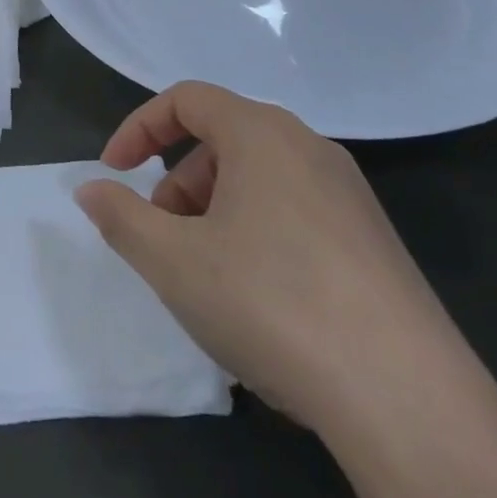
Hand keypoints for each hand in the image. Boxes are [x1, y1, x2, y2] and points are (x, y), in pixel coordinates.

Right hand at [74, 81, 470, 434]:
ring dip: (216, 211)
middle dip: (178, 182)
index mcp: (261, 132)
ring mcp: (350, 194)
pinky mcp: (375, 241)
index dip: (140, 128)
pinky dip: (259, 233)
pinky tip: (261, 300)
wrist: (407, 399)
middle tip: (163, 238)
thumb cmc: (271, 302)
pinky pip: (296, 212)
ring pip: (260, 178)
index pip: (186, 98)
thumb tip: (90, 190)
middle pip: (223, 139)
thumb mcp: (173, 261)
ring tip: (209, 276)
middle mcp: (308, 146)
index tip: (113, 172)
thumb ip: (121, 217)